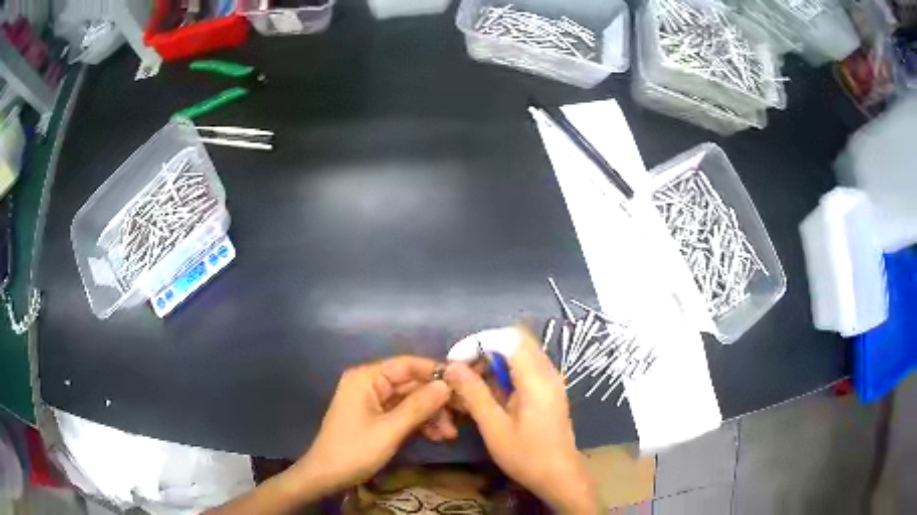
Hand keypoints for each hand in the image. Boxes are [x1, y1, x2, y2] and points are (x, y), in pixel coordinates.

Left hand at [293, 356, 451, 494]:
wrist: (327, 476)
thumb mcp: (390, 430)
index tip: (464, 382)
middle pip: (411, 384)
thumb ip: (419, 406)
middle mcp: (370, 383)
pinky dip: (420, 423)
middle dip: (436, 401)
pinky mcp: (377, 417)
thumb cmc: (354, 450)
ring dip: (431, 415)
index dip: (436, 371)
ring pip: (410, 401)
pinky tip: (437, 436)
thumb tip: (447, 384)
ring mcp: (373, 401)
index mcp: (367, 377)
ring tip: (450, 434)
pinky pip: (404, 413)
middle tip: (461, 415)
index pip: (407, 364)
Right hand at [444, 327, 599, 513]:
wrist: (559, 476)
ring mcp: (550, 380)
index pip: (508, 337)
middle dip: (484, 351)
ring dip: (492, 363)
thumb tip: (452, 367)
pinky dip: (503, 374)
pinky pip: (524, 369)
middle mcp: (547, 372)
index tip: (456, 360)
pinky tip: (488, 395)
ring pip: (518, 355)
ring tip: (470, 386)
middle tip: (461, 373)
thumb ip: (474, 393)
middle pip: (514, 342)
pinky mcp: (548, 390)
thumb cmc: (526, 455)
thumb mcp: (494, 427)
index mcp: (537, 378)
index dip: (479, 342)